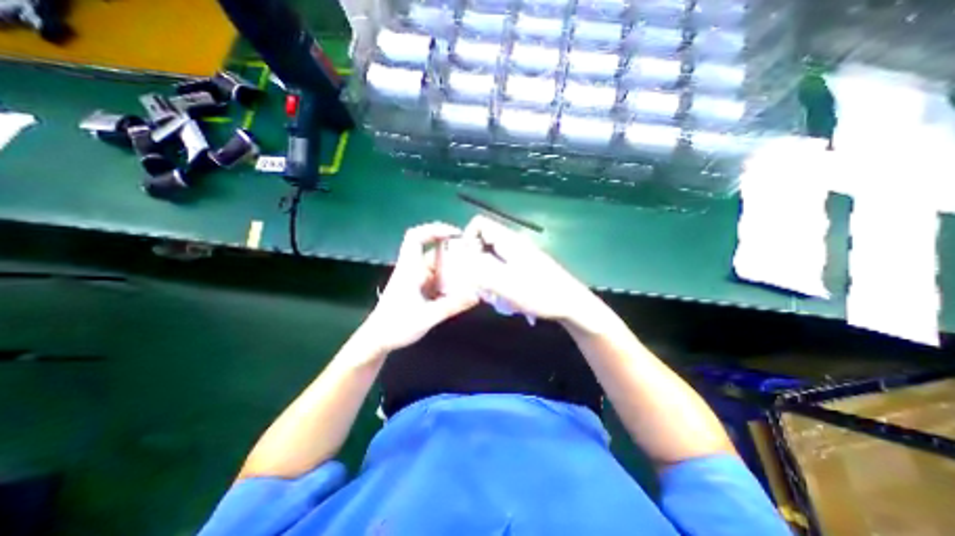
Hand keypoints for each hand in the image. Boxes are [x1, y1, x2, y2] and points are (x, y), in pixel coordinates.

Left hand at [364, 220, 480, 352]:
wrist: (377, 340)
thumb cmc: (396, 326)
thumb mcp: (426, 317)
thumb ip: (451, 306)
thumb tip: (476, 296)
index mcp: (409, 269)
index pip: (416, 237)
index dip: (434, 229)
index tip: (455, 234)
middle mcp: (413, 269)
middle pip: (433, 252)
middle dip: (453, 253)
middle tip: (473, 260)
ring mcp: (416, 279)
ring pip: (437, 266)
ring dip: (453, 269)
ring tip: (471, 277)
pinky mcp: (419, 288)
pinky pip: (437, 278)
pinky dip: (449, 281)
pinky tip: (460, 291)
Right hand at [461, 215, 593, 324]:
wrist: (572, 304)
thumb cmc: (540, 293)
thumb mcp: (505, 283)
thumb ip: (479, 269)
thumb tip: (460, 258)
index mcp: (508, 241)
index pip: (479, 224)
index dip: (467, 238)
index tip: (466, 261)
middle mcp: (513, 244)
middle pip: (483, 242)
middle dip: (475, 262)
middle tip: (479, 283)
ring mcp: (520, 256)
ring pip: (491, 257)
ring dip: (486, 274)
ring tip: (492, 294)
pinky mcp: (525, 267)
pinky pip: (502, 268)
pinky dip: (497, 280)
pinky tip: (504, 296)